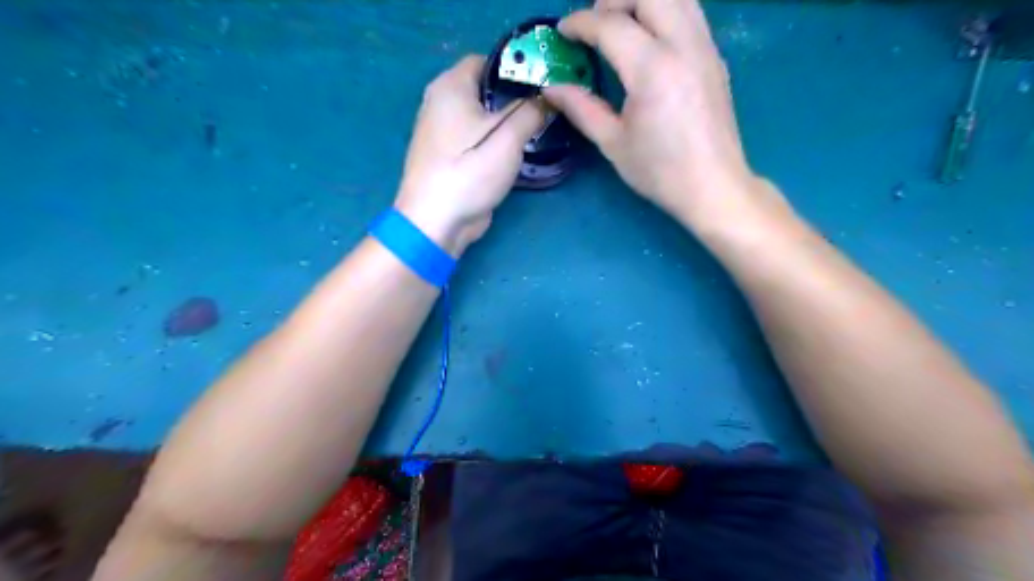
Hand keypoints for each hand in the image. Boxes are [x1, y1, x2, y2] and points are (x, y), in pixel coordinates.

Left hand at [393, 54, 544, 254]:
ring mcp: (442, 131)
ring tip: (538, 130)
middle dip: (515, 98)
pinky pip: (476, 138)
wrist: (435, 221)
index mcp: (450, 86)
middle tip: (546, 110)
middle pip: (485, 89)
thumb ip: (531, 112)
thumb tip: (547, 98)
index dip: (516, 68)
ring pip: (481, 116)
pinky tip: (517, 151)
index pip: (487, 60)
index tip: (543, 84)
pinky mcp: (448, 156)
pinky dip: (495, 141)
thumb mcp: (508, 138)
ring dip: (506, 123)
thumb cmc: (469, 172)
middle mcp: (441, 102)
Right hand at [543, 0, 769, 225]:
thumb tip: (552, 88)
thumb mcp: (613, 144)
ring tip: (620, 24)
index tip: (562, 32)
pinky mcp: (715, 57)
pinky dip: (665, 10)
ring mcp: (705, 48)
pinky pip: (691, 12)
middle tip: (593, 23)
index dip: (580, 23)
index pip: (611, 25)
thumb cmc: (660, 172)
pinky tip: (649, 39)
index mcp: (653, 70)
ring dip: (643, 0)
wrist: (713, 186)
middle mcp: (683, 46)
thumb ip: (582, 108)